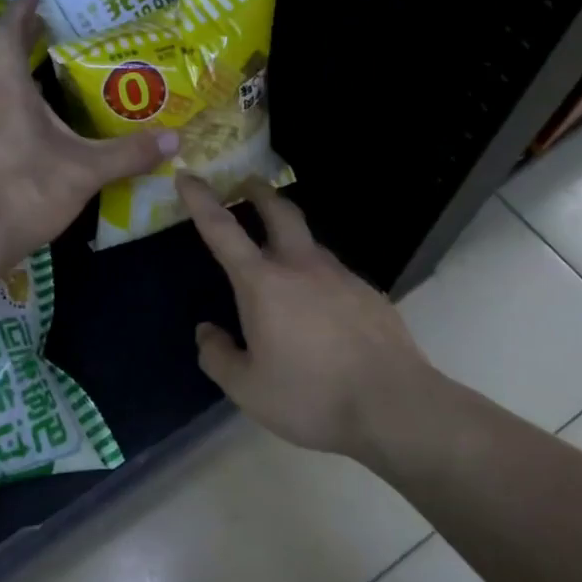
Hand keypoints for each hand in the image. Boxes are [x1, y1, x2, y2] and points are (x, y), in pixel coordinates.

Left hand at [0, 0, 177, 270]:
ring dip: (18, 78)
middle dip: (23, 40)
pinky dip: (13, 109)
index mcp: (7, 92)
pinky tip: (35, 132)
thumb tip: (173, 140)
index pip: (6, 34)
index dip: (20, 8)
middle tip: (52, 30)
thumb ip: (128, 154)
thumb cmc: (25, 192)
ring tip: (50, 79)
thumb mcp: (84, 172)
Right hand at [177, 173, 433, 457]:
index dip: (200, 199)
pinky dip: (317, 276)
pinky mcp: (368, 293)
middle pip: (278, 211)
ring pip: (309, 242)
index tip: (186, 175)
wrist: (395, 406)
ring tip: (281, 259)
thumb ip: (218, 357)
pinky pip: (334, 274)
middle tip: (246, 184)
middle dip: (258, 192)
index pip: (222, 229)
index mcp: (263, 283)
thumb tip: (206, 332)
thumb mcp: (248, 389)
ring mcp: (340, 276)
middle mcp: (301, 266)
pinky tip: (321, 309)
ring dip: (289, 236)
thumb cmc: (311, 396)